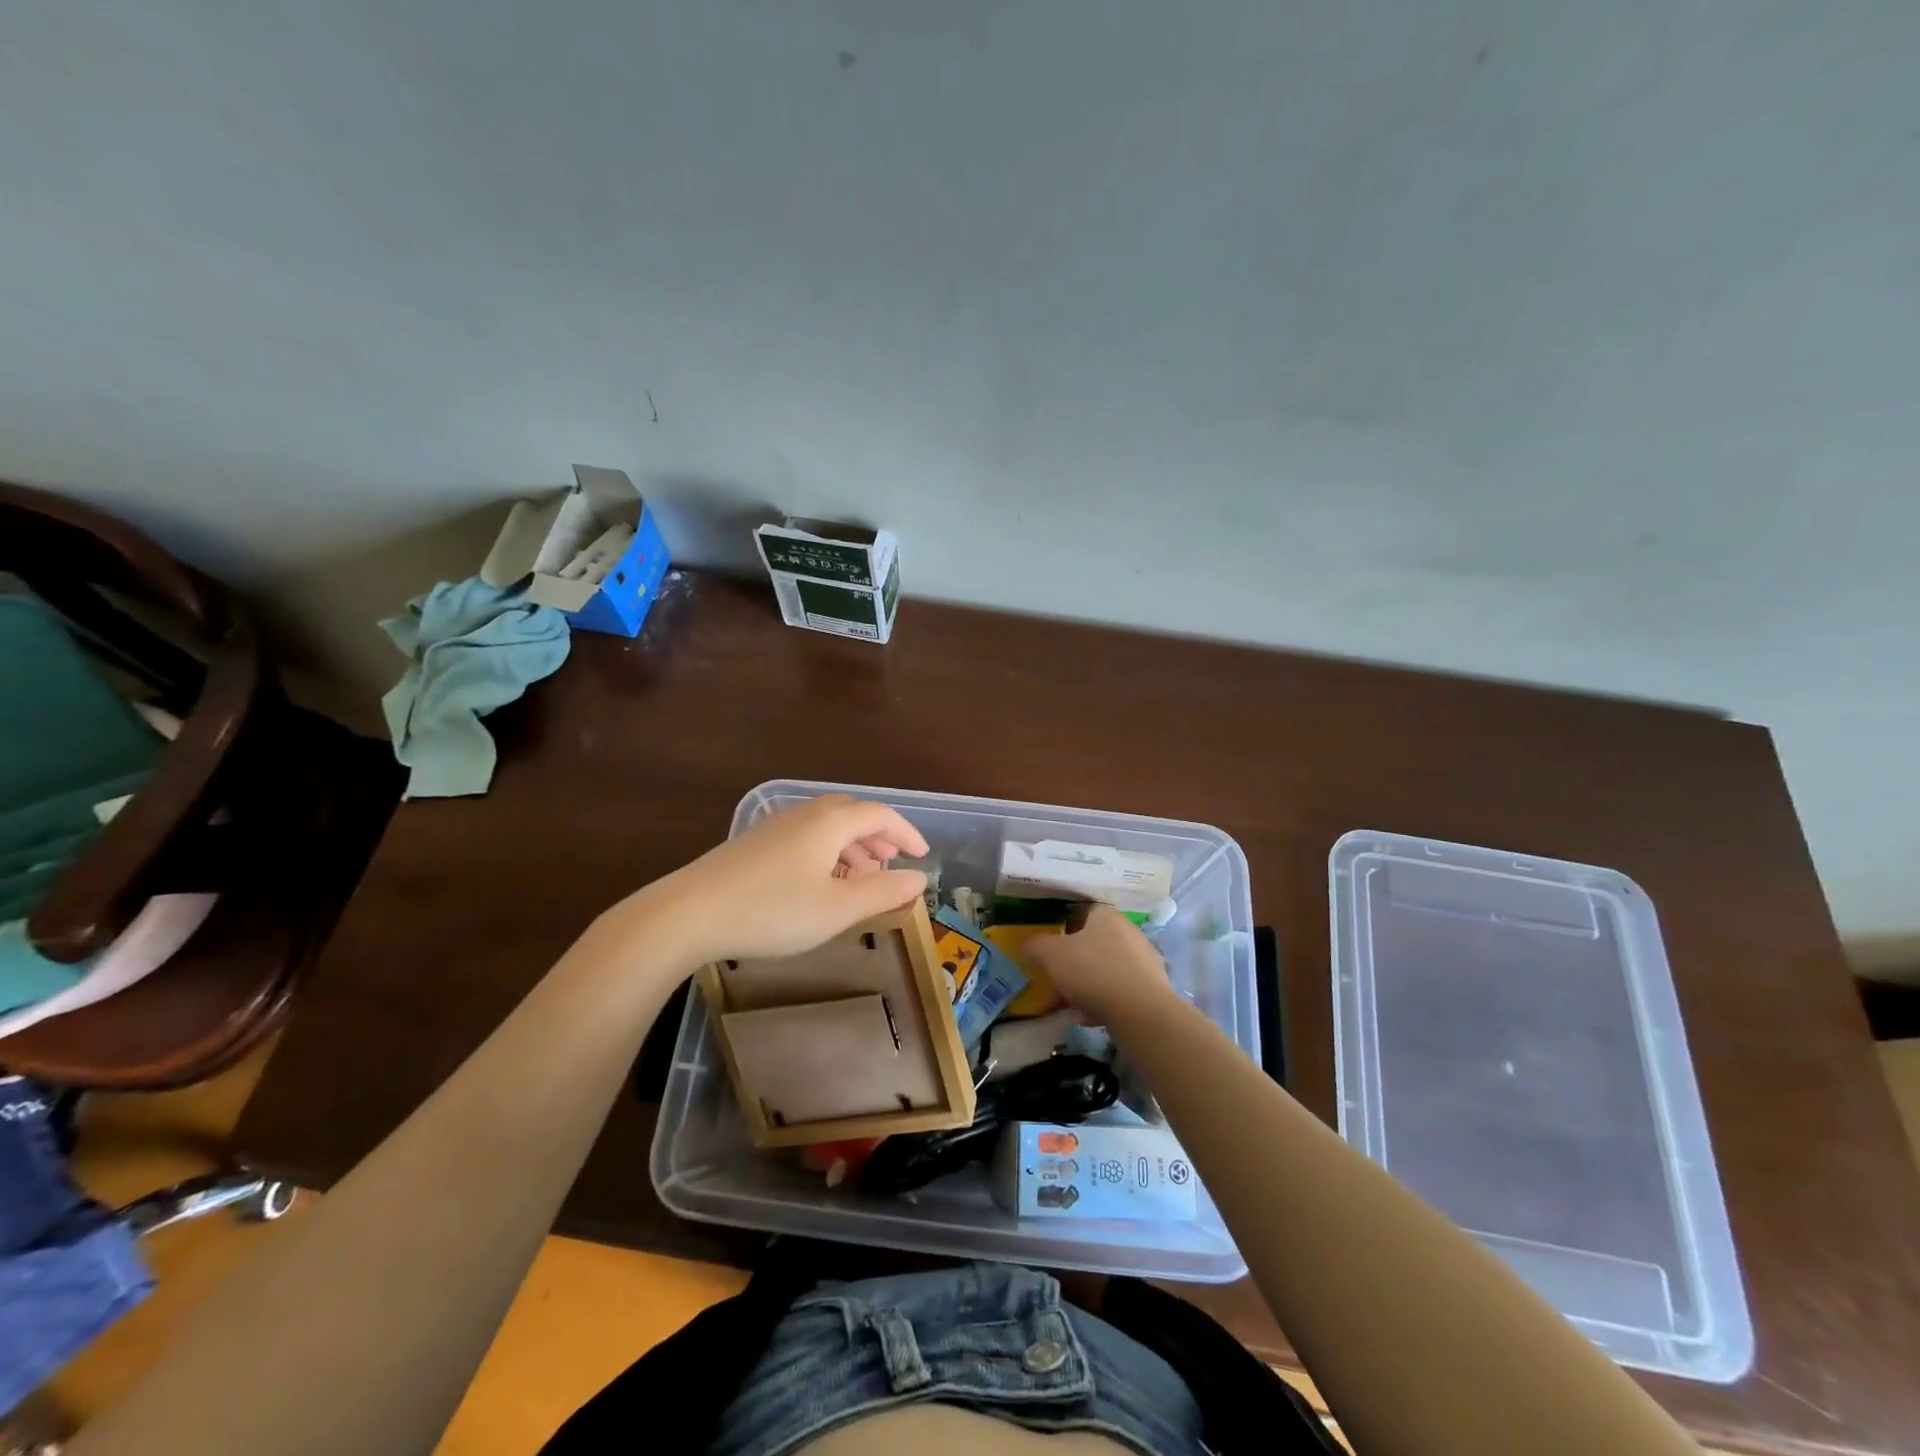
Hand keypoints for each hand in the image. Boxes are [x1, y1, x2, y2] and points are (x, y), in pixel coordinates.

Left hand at [634, 795, 929, 965]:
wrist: (689, 913)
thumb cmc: (773, 910)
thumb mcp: (837, 908)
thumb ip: (882, 891)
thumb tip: (918, 878)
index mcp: (830, 822)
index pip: (879, 815)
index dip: (905, 833)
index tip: (922, 854)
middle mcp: (804, 814)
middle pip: (851, 814)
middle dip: (878, 837)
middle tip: (892, 862)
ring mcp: (774, 827)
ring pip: (826, 827)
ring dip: (851, 846)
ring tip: (861, 875)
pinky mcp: (754, 844)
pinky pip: (804, 838)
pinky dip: (826, 853)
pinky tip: (819, 883)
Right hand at [1024, 904, 1175, 1025]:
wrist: (1141, 1011)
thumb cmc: (1092, 971)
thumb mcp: (1052, 955)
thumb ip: (1036, 945)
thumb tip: (1026, 943)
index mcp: (1105, 916)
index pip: (1080, 913)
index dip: (1061, 930)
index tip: (1048, 949)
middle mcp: (1128, 931)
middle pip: (1092, 944)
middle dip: (1072, 963)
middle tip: (1056, 980)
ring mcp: (1143, 960)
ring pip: (1104, 969)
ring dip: (1085, 986)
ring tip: (1069, 1005)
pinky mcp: (1152, 988)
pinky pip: (1119, 990)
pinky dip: (1103, 1001)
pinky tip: (1090, 1018)